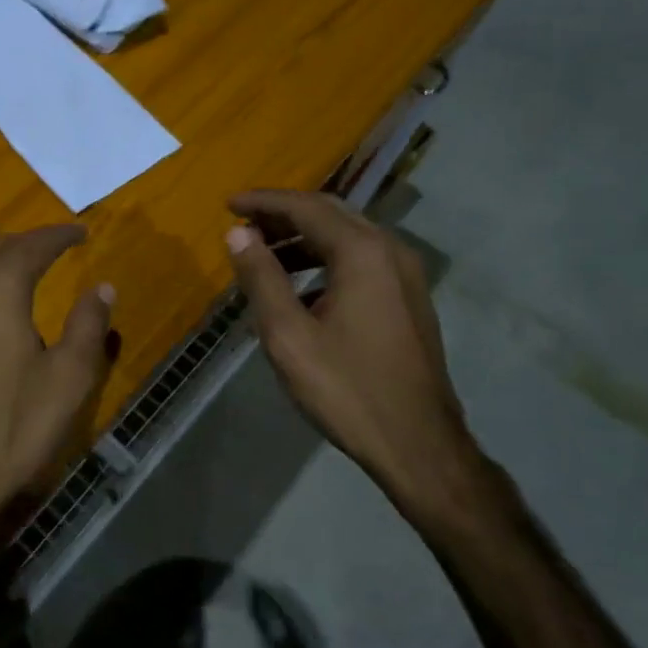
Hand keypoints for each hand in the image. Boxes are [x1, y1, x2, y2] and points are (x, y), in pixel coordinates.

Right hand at [226, 190, 487, 525]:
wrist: (420, 445)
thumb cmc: (347, 389)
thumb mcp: (288, 335)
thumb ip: (261, 278)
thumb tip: (238, 234)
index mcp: (361, 252)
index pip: (304, 207)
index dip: (262, 202)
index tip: (227, 205)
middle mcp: (389, 251)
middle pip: (329, 213)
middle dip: (282, 214)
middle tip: (242, 225)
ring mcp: (405, 274)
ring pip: (347, 236)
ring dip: (303, 238)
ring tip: (263, 256)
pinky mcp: (409, 298)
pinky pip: (361, 260)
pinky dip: (325, 260)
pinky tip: (300, 290)